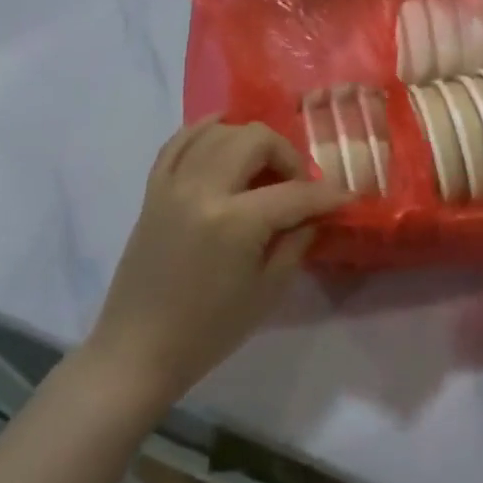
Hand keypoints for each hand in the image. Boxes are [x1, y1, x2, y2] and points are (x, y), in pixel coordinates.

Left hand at [82, 118, 346, 413]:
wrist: (137, 352)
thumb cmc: (208, 330)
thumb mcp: (268, 290)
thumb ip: (296, 241)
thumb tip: (314, 212)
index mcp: (235, 222)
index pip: (294, 192)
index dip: (327, 195)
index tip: (346, 198)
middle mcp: (202, 190)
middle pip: (256, 139)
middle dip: (287, 156)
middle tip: (297, 185)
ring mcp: (173, 185)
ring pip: (220, 131)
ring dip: (250, 140)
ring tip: (263, 168)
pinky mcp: (153, 190)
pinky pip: (179, 141)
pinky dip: (205, 130)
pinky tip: (224, 134)